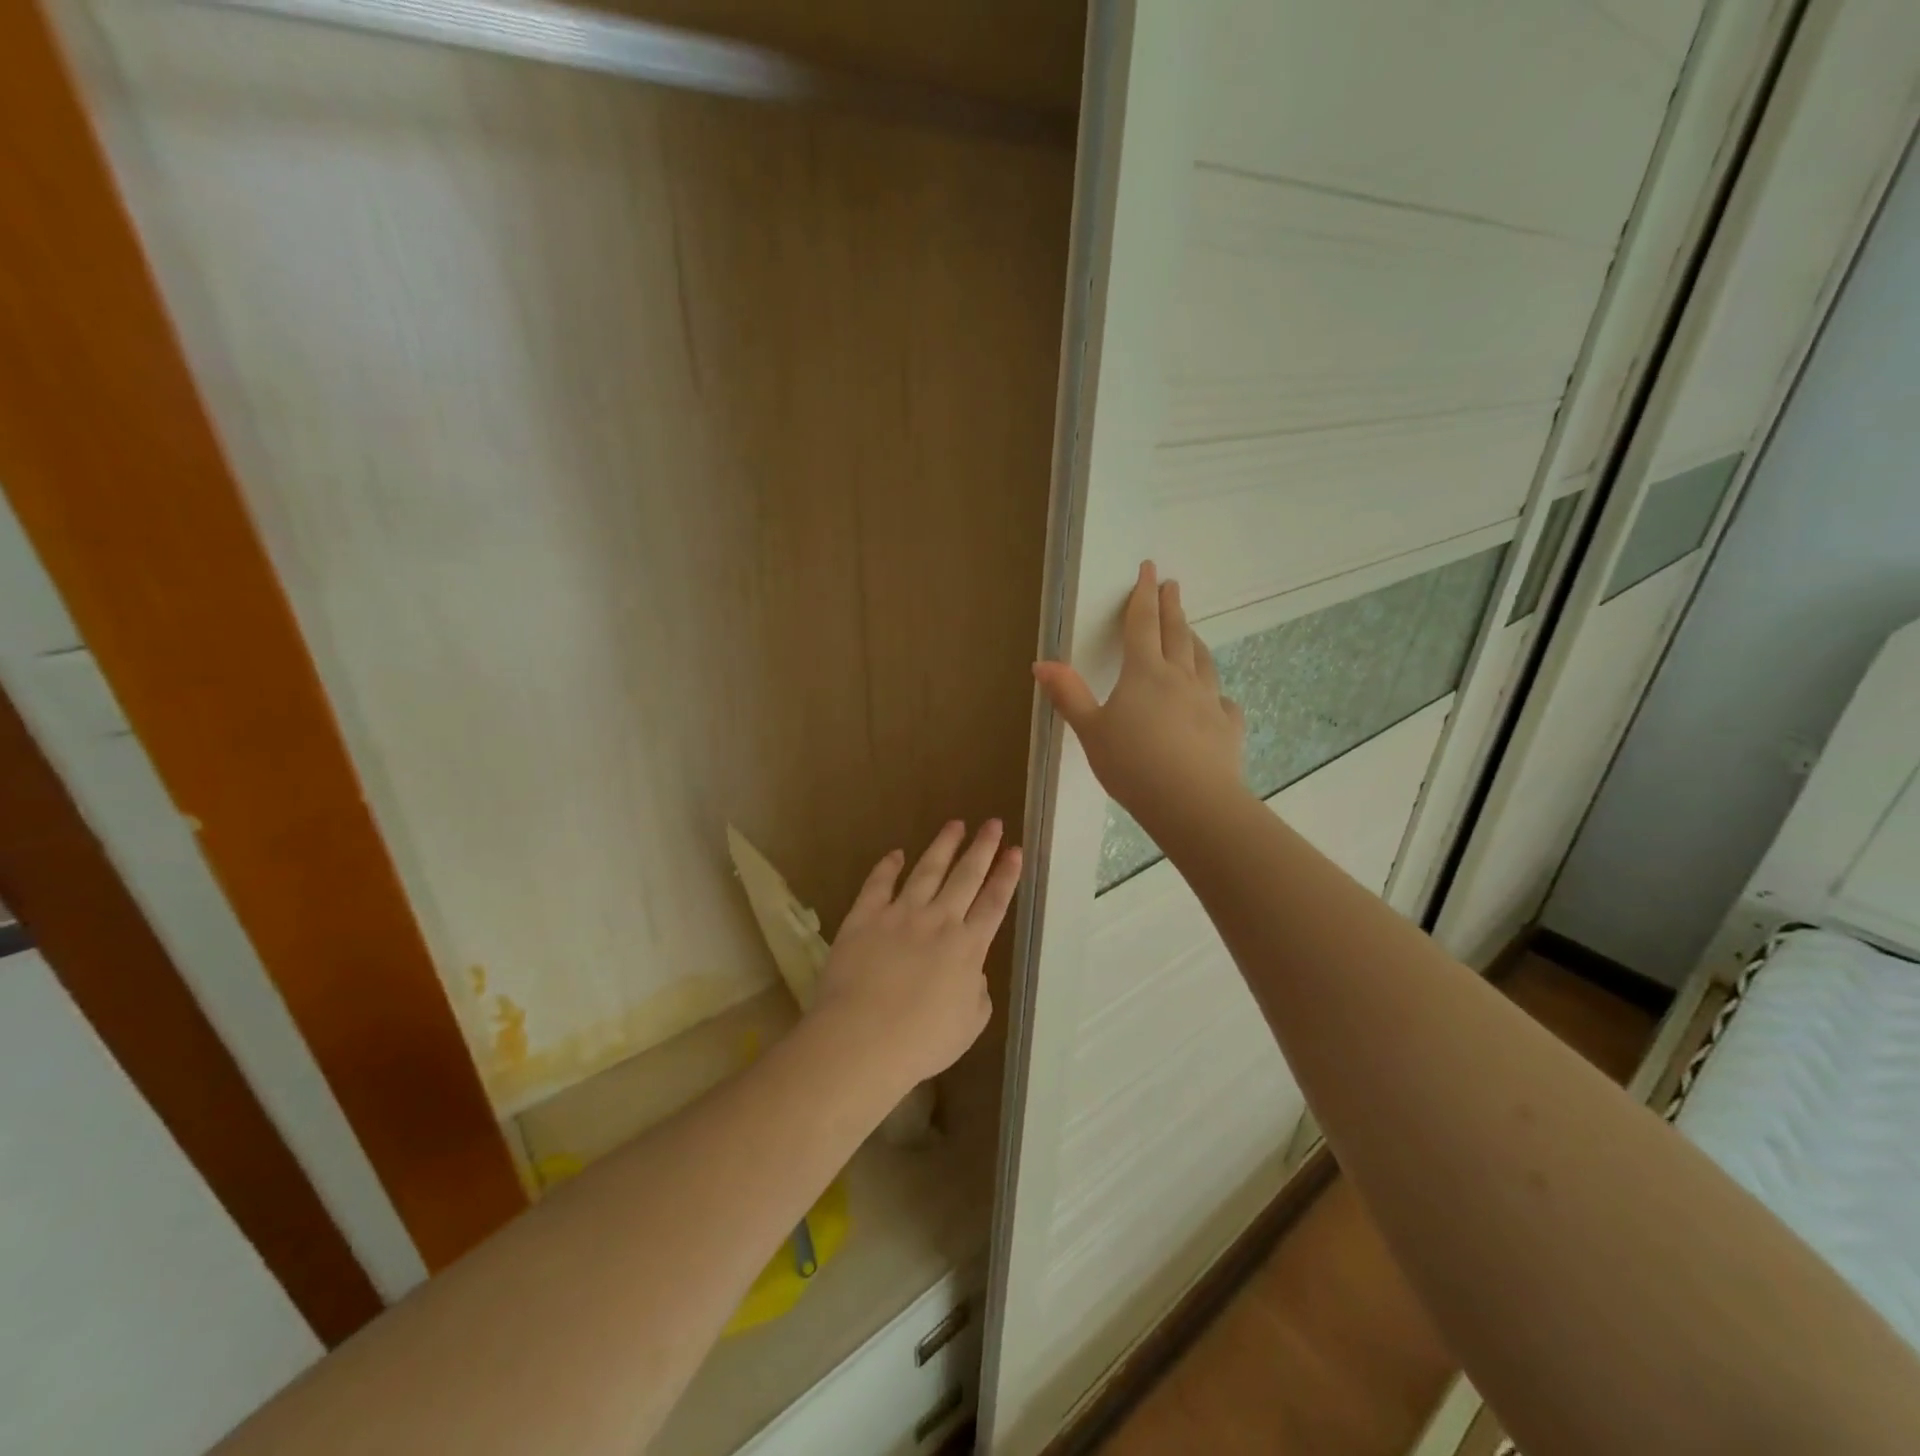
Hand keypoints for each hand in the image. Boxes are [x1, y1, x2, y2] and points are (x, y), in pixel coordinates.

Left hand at [810, 821, 1021, 1089]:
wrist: (862, 1038)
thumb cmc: (921, 1041)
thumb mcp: (969, 1026)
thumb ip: (977, 993)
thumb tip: (973, 973)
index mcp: (967, 947)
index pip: (993, 903)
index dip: (1006, 875)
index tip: (1015, 850)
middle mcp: (938, 921)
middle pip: (966, 876)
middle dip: (983, 848)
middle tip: (993, 823)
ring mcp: (900, 914)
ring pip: (927, 870)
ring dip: (943, 846)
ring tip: (955, 824)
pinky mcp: (865, 917)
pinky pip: (878, 884)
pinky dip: (888, 866)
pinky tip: (897, 853)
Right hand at [1033, 561, 1247, 836]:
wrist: (1191, 801)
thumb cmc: (1132, 764)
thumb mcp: (1090, 730)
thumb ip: (1069, 695)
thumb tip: (1041, 663)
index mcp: (1144, 672)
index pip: (1143, 624)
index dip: (1143, 595)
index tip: (1150, 568)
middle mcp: (1180, 677)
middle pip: (1177, 633)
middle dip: (1172, 607)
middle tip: (1173, 585)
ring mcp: (1209, 701)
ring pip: (1203, 661)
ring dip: (1194, 641)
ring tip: (1191, 633)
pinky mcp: (1227, 727)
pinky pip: (1222, 702)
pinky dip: (1215, 694)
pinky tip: (1215, 700)